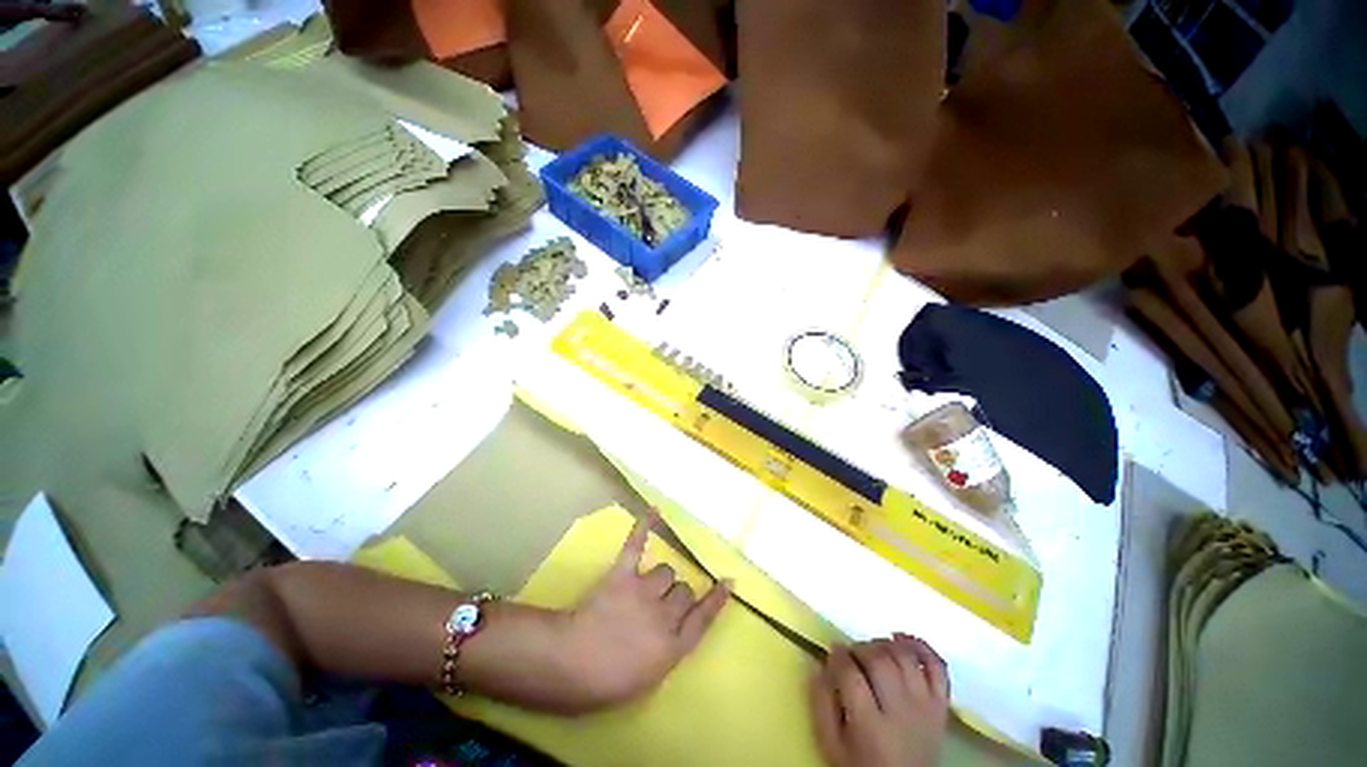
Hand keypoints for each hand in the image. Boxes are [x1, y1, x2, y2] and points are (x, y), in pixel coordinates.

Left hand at [462, 511, 729, 713]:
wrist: (570, 664)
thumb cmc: (605, 682)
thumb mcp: (647, 679)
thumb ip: (667, 650)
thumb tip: (674, 630)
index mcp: (673, 646)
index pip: (703, 618)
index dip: (717, 599)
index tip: (729, 581)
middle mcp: (665, 615)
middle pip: (684, 590)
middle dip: (678, 595)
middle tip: (661, 604)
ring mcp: (644, 592)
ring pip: (667, 571)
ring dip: (660, 578)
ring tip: (643, 587)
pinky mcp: (623, 575)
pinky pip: (637, 545)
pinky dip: (645, 525)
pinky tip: (654, 510)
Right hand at [811, 634, 950, 766]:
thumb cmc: (862, 765)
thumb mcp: (832, 744)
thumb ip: (821, 704)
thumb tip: (819, 665)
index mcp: (870, 727)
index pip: (851, 676)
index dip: (838, 656)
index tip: (831, 651)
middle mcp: (901, 712)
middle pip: (880, 661)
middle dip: (860, 648)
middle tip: (850, 653)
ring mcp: (925, 707)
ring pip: (905, 658)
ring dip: (884, 644)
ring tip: (872, 650)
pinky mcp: (942, 705)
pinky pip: (938, 667)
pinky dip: (921, 646)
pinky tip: (901, 639)